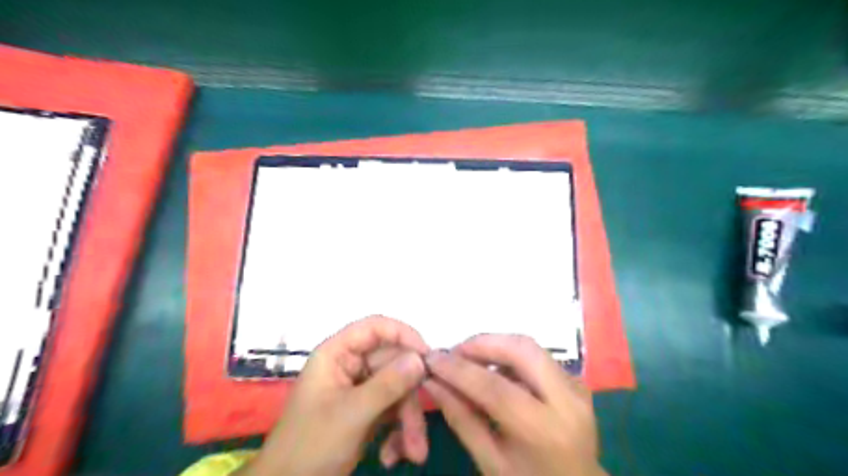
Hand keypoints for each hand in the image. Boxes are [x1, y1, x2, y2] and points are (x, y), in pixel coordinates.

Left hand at [242, 316, 432, 475]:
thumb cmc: (311, 445)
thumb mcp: (352, 414)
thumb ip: (388, 384)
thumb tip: (421, 359)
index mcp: (337, 354)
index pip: (375, 328)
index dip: (403, 335)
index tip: (427, 356)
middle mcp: (350, 365)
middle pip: (393, 364)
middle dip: (409, 397)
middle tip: (420, 427)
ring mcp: (359, 388)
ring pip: (397, 388)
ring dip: (408, 419)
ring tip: (414, 452)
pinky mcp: (367, 409)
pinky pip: (393, 407)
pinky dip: (398, 429)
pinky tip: (393, 454)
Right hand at [428, 335, 605, 475]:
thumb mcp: (490, 462)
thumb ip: (461, 419)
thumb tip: (432, 382)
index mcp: (544, 432)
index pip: (495, 388)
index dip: (458, 370)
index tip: (431, 358)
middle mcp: (567, 401)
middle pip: (521, 350)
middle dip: (481, 343)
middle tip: (453, 352)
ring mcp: (576, 387)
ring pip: (530, 346)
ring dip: (495, 344)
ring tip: (468, 358)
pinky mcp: (576, 380)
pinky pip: (537, 355)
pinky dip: (509, 353)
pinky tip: (492, 367)